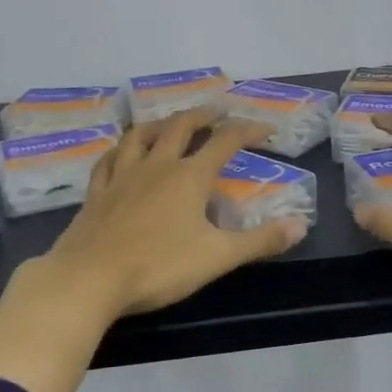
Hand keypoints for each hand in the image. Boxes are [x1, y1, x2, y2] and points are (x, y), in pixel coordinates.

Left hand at [42, 110, 307, 322]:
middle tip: (217, 112)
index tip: (265, 127)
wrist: (90, 278)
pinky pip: (109, 160)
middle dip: (203, 115)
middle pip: (181, 126)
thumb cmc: (159, 267)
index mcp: (189, 177)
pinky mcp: (97, 193)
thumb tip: (301, 225)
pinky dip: (121, 150)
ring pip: (141, 135)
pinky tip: (122, 152)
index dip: (248, 130)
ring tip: (171, 123)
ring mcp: (122, 176)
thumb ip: (260, 241)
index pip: (225, 141)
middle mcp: (157, 166)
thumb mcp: (218, 257)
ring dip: (161, 123)